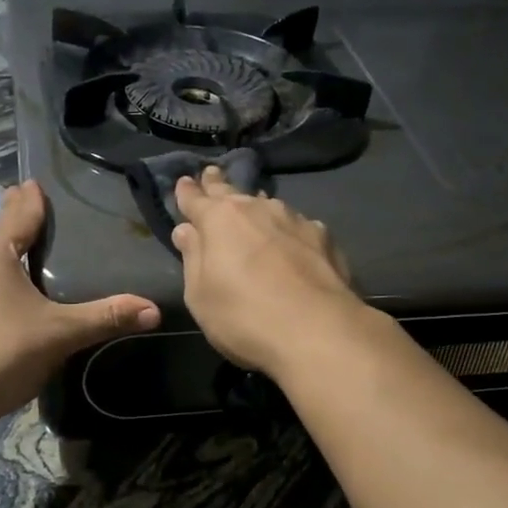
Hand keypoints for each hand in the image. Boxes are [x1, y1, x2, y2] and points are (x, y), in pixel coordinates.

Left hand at [0, 180, 160, 425]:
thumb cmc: (2, 354)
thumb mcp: (60, 334)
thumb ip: (105, 317)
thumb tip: (154, 309)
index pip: (16, 213)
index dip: (30, 198)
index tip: (34, 182)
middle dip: (15, 226)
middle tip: (40, 221)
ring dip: (0, 257)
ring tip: (24, 260)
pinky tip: (0, 300)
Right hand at [171, 166, 363, 376]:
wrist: (318, 332)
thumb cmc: (243, 317)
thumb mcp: (200, 295)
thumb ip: (193, 258)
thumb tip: (187, 230)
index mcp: (219, 220)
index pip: (196, 198)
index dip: (187, 191)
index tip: (184, 182)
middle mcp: (257, 209)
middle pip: (232, 192)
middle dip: (218, 184)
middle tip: (212, 174)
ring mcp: (295, 220)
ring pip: (267, 206)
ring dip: (256, 208)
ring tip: (252, 208)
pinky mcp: (324, 238)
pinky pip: (296, 226)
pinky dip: (287, 230)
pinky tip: (290, 241)